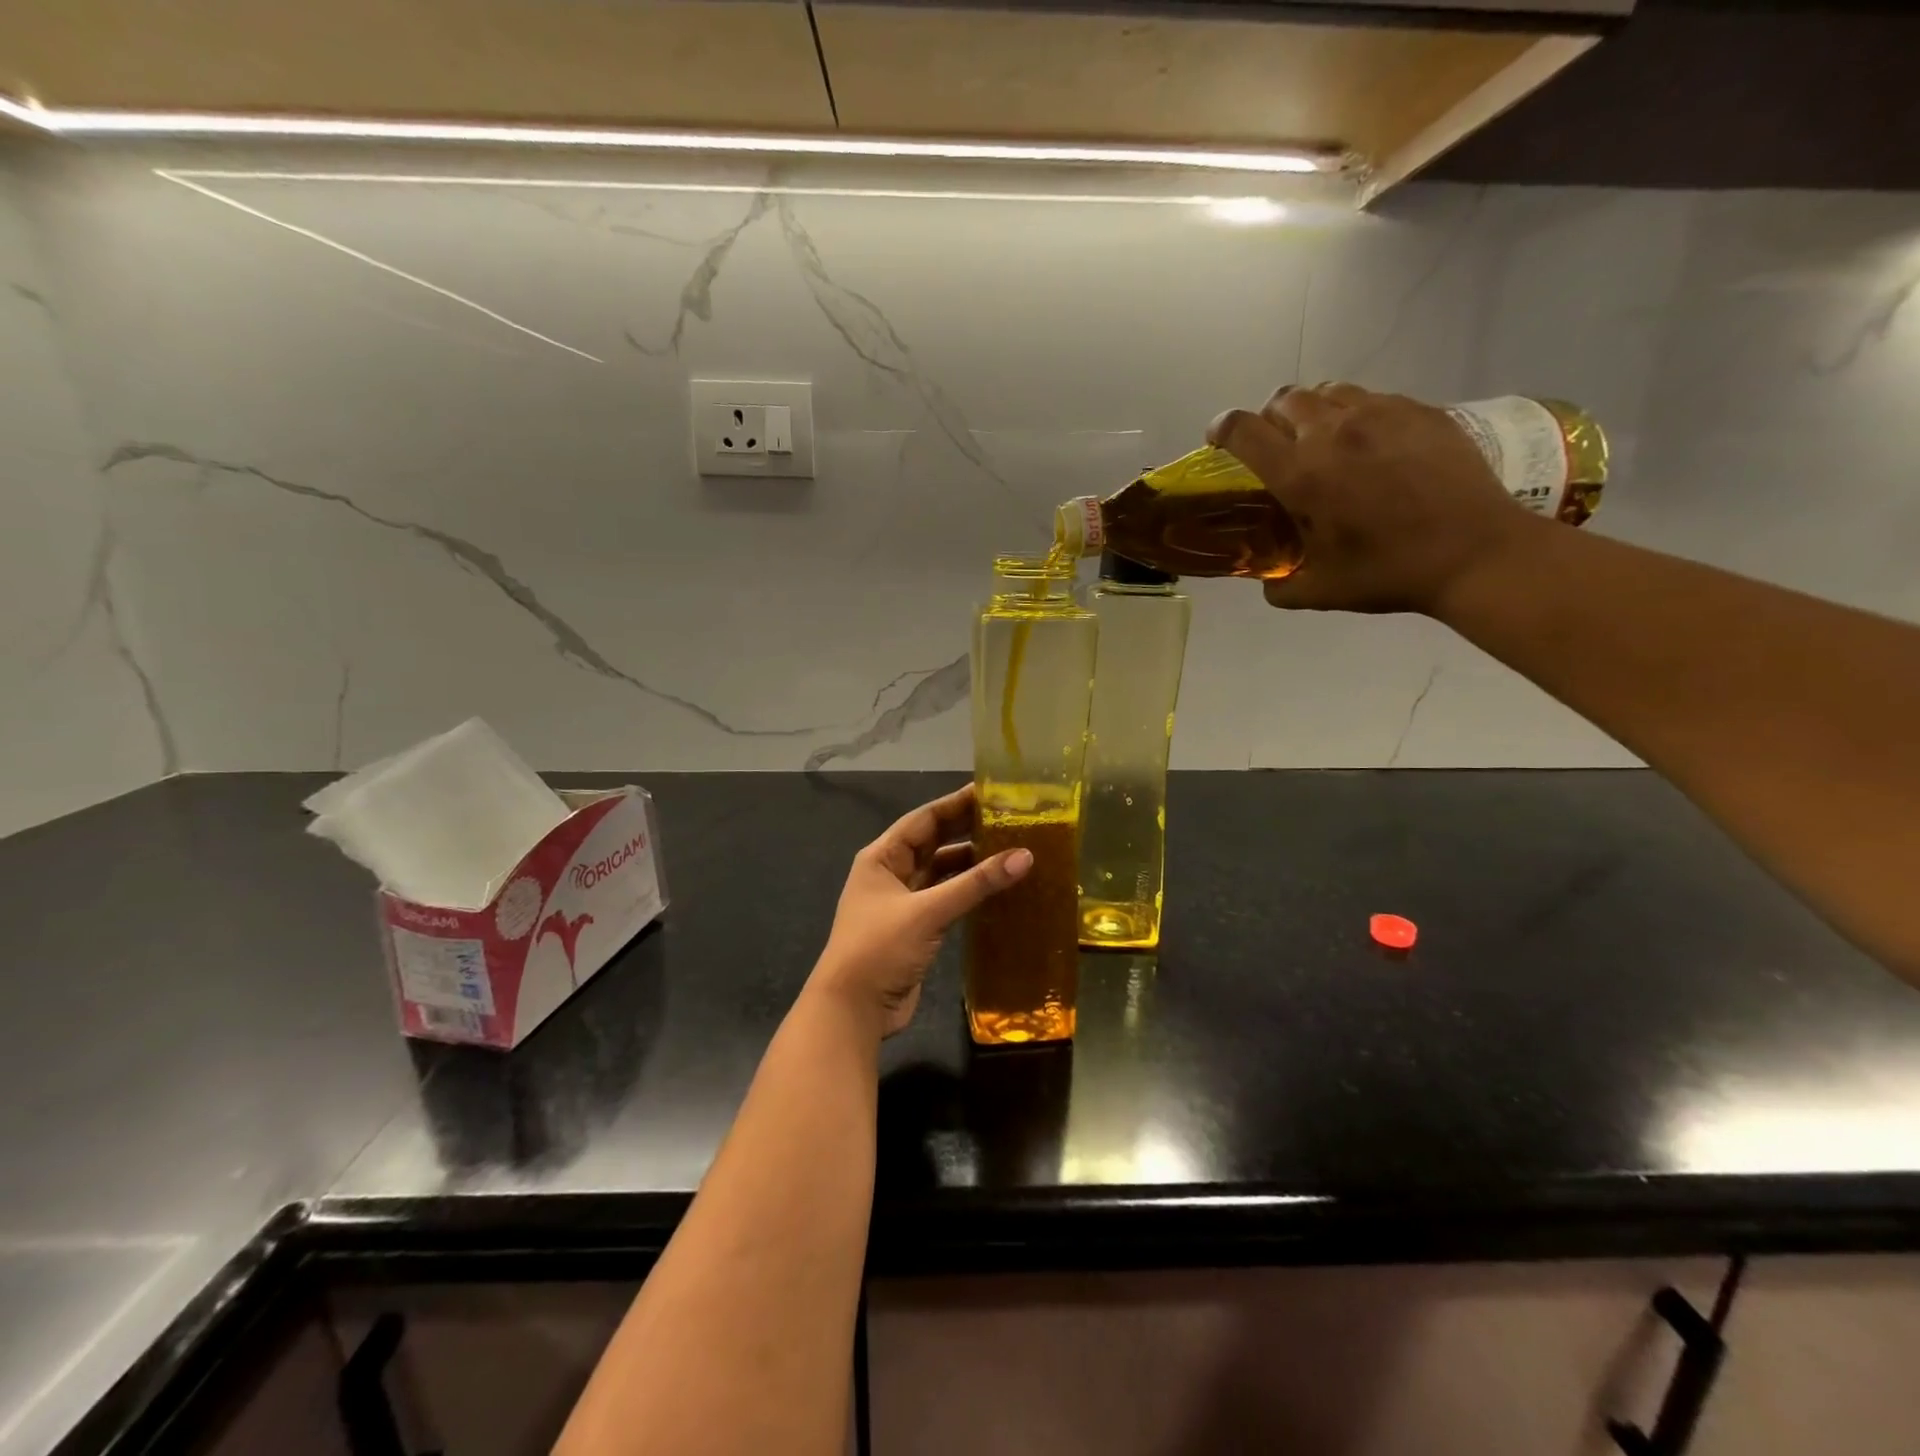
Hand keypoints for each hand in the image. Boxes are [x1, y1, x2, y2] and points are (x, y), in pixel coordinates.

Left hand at [811, 784, 1031, 1037]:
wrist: (852, 1010)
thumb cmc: (880, 948)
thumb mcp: (928, 911)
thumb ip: (976, 884)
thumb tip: (1025, 856)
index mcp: (882, 857)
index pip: (924, 819)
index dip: (956, 803)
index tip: (991, 791)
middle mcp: (891, 873)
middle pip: (934, 842)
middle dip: (967, 829)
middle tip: (1009, 817)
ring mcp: (903, 902)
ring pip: (941, 872)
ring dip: (971, 862)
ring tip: (1011, 849)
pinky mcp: (916, 929)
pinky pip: (946, 899)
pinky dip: (968, 891)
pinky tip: (996, 887)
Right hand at [1209, 383, 1544, 614]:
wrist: (1475, 552)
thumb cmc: (1389, 573)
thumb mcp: (1321, 592)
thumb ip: (1281, 587)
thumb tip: (1268, 582)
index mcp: (1301, 475)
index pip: (1244, 430)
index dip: (1222, 428)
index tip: (1218, 438)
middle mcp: (1333, 432)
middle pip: (1284, 399)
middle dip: (1268, 418)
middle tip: (1275, 444)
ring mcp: (1380, 414)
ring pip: (1327, 392)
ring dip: (1311, 411)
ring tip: (1321, 439)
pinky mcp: (1419, 410)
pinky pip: (1372, 398)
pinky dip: (1355, 414)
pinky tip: (1368, 445)